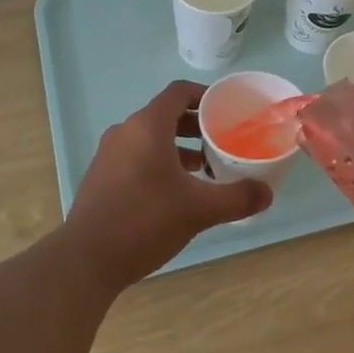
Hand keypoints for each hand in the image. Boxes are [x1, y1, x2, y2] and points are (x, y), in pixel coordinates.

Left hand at [63, 80, 274, 289]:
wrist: (86, 260)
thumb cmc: (144, 221)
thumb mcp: (198, 210)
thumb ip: (236, 198)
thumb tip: (268, 193)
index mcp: (147, 126)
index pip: (179, 92)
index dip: (205, 95)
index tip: (227, 110)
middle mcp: (125, 131)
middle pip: (165, 114)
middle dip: (195, 124)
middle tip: (221, 142)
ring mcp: (109, 154)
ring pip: (150, 137)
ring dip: (177, 146)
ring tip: (203, 169)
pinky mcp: (101, 176)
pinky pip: (135, 155)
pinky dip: (158, 161)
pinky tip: (174, 191)